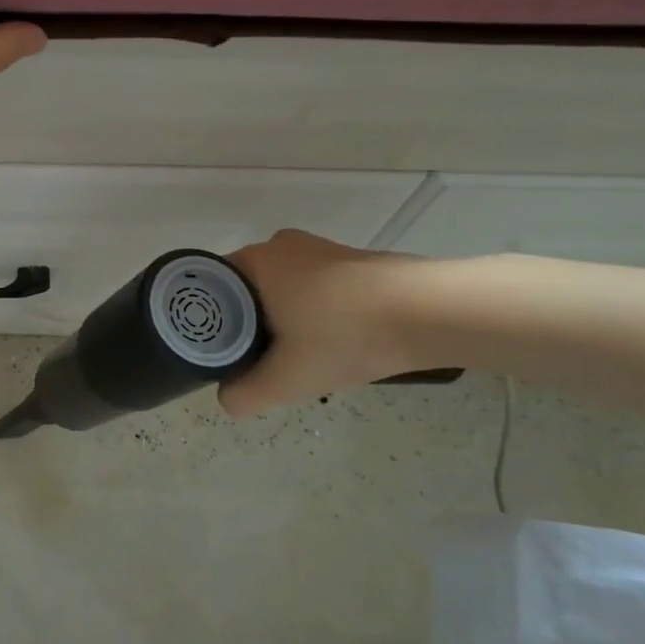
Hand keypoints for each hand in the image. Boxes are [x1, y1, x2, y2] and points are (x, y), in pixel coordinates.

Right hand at [219, 230, 427, 416]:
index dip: (211, 323)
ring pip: (281, 290)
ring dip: (283, 320)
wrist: (432, 312)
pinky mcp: (351, 260)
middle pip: (246, 290)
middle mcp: (280, 245)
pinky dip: (313, 314)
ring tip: (298, 357)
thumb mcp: (287, 379)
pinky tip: (331, 342)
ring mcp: (319, 249)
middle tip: (258, 361)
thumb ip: (245, 394)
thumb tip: (228, 398)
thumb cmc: (346, 335)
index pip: (212, 288)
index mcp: (255, 260)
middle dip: (249, 325)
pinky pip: (313, 288)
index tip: (222, 353)